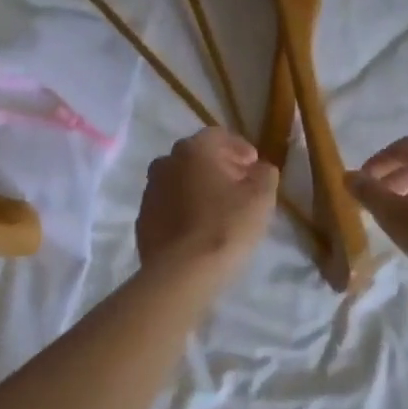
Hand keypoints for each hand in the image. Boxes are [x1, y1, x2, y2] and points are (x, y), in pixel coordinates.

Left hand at [135, 128, 277, 285]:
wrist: (181, 273)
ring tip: (219, 209)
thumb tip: (260, 168)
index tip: (254, 166)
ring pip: (179, 181)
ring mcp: (149, 192)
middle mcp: (166, 163)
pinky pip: (168, 206)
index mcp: (193, 150)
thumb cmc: (225, 227)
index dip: (239, 148)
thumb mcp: (261, 198)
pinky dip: (183, 209)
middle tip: (239, 186)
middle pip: (196, 157)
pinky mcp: (142, 220)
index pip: (218, 136)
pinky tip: (198, 228)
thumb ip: (265, 174)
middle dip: (219, 167)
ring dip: (199, 188)